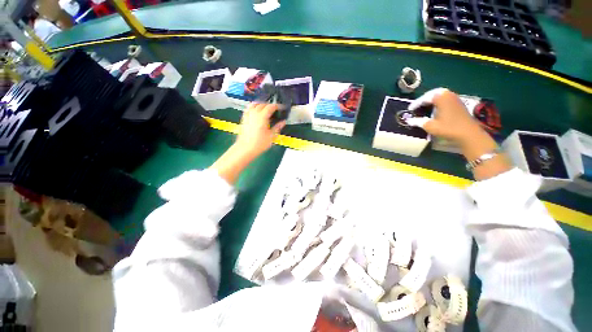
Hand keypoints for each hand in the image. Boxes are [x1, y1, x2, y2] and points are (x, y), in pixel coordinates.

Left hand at [235, 103, 285, 157]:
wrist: (245, 148)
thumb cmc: (259, 143)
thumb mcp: (271, 136)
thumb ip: (278, 127)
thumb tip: (283, 122)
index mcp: (262, 116)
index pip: (270, 107)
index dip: (277, 106)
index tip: (281, 108)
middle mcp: (254, 113)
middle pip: (262, 104)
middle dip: (269, 105)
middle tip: (275, 110)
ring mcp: (248, 115)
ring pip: (254, 104)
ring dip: (261, 104)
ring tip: (265, 108)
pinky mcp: (243, 119)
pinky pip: (248, 108)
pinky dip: (253, 107)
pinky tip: (256, 112)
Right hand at [406, 88, 510, 179]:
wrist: (468, 133)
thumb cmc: (448, 128)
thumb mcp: (430, 126)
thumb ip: (418, 121)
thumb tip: (408, 120)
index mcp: (441, 97)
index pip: (425, 98)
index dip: (416, 104)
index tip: (409, 109)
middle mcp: (449, 94)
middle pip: (433, 93)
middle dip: (424, 99)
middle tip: (417, 106)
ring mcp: (455, 99)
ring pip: (441, 96)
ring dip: (432, 100)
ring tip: (424, 107)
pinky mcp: (459, 104)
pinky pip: (446, 100)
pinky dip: (439, 103)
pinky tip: (435, 110)